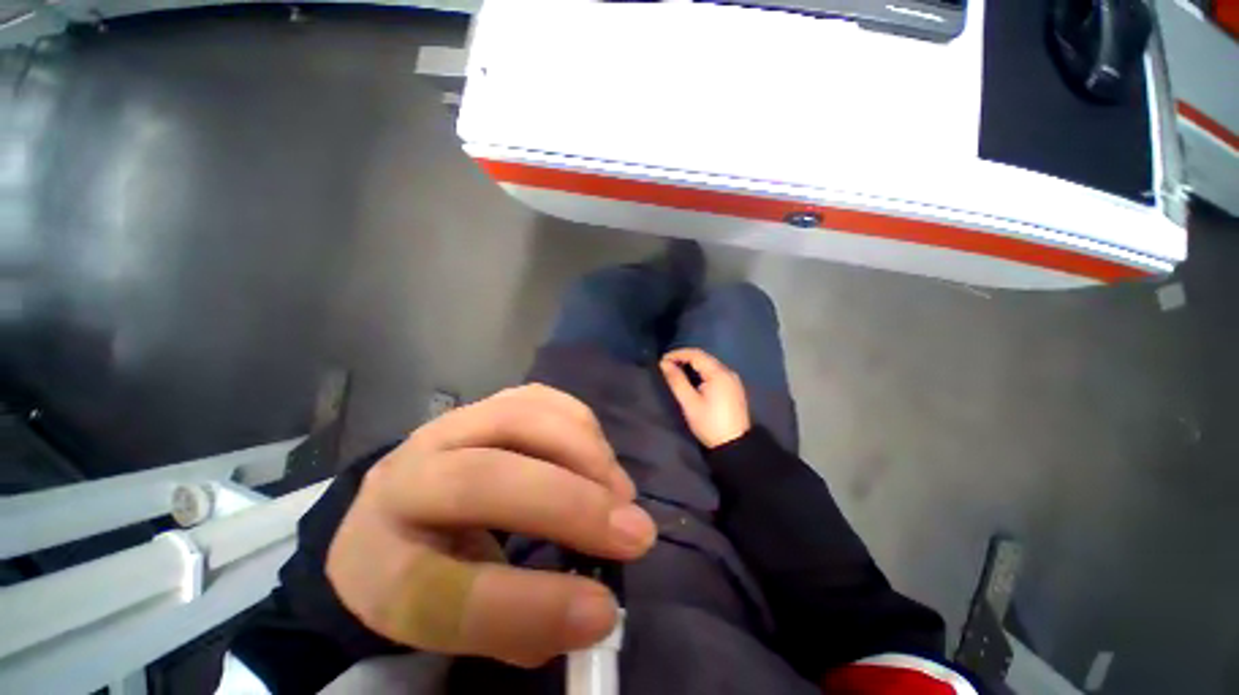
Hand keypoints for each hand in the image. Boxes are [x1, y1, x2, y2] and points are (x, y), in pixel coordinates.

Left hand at [326, 385, 655, 667]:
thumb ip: (520, 623)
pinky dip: (581, 425)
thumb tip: (596, 608)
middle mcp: (404, 478)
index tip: (602, 613)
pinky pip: (541, 398)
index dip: (528, 607)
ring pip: (520, 421)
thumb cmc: (431, 565)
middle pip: (484, 480)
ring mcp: (448, 425)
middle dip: (571, 506)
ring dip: (585, 455)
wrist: (406, 502)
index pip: (440, 591)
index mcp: (376, 560)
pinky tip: (597, 456)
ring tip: (621, 493)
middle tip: (635, 533)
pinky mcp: (486, 401)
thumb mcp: (457, 616)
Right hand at [660, 348, 751, 447]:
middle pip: (704, 357)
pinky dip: (702, 371)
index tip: (662, 361)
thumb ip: (676, 381)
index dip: (677, 354)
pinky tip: (692, 379)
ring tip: (676, 371)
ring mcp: (733, 379)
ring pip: (710, 364)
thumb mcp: (689, 403)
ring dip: (692, 364)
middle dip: (684, 358)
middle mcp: (728, 372)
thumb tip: (664, 364)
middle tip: (667, 365)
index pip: (696, 354)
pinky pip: (715, 372)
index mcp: (718, 373)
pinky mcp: (733, 388)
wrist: (734, 445)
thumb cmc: (709, 424)